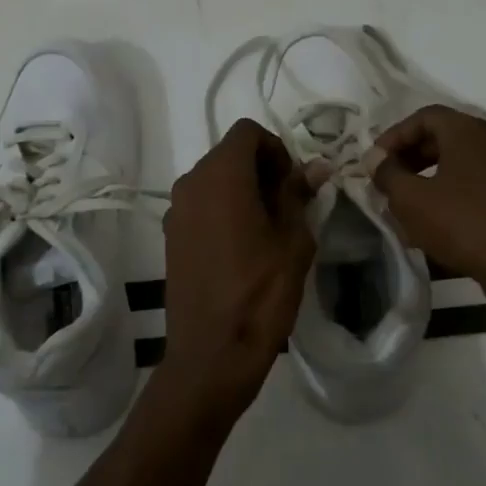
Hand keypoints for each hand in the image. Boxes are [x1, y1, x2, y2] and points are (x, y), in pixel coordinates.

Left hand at [152, 119, 315, 420]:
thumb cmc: (261, 293)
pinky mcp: (171, 237)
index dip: (277, 148)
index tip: (294, 182)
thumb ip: (299, 195)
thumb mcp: (293, 240)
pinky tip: (243, 246)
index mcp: (221, 177)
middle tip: (289, 204)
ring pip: (213, 180)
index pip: (247, 132)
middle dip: (261, 168)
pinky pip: (200, 206)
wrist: (213, 353)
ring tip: (268, 228)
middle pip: (228, 154)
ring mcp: (175, 212)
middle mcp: (190, 184)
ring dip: (242, 189)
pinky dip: (223, 209)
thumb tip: (315, 167)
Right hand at [373, 106, 485, 321]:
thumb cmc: (463, 224)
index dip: (394, 135)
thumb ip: (388, 174)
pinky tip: (433, 227)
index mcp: (467, 132)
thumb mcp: (412, 200)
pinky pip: (473, 188)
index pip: (424, 116)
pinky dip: (449, 197)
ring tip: (405, 206)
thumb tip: (375, 159)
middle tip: (388, 181)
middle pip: (442, 138)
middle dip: (409, 157)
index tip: (375, 162)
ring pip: (457, 165)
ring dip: (427, 179)